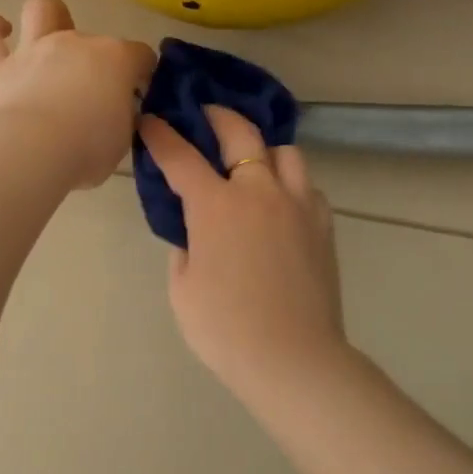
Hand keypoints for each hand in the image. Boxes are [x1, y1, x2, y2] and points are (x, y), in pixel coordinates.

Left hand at [0, 0, 157, 188]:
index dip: (142, 72)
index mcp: (116, 60)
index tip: (137, 93)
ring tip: (45, 35)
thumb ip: (121, 118)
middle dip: (96, 55)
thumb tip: (114, 113)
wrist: (31, 151)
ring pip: (41, 8)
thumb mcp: (121, 140)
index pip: (140, 55)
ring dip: (46, 16)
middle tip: (90, 83)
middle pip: (94, 36)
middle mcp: (76, 43)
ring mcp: (35, 49)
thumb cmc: (87, 150)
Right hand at [139, 106, 346, 392]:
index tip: (149, 120)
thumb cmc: (224, 328)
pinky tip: (280, 202)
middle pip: (240, 133)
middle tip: (204, 115)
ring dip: (262, 147)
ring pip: (284, 151)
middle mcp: (259, 191)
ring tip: (250, 159)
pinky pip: (306, 186)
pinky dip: (289, 183)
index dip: (160, 135)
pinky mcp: (323, 225)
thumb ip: (185, 248)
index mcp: (216, 206)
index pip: (181, 156)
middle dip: (217, 116)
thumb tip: (194, 232)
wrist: (293, 358)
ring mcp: (297, 204)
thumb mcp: (183, 287)